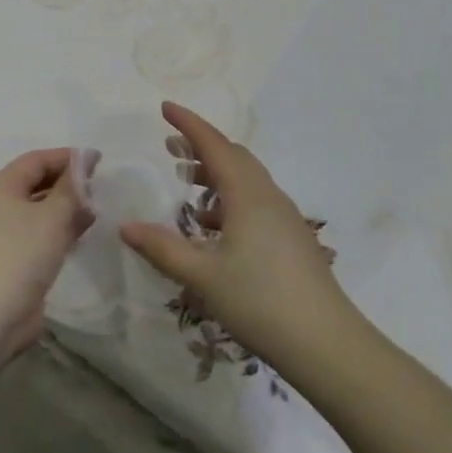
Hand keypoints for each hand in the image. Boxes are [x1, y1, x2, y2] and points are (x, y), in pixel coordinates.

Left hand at [0, 149, 92, 363]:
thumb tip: (83, 160)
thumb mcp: (52, 217)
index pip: (35, 160)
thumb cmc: (19, 256)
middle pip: (35, 184)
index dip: (66, 157)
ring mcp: (2, 236)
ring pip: (38, 212)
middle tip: (99, 185)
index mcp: (0, 187)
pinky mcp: (11, 262)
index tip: (98, 160)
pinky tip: (81, 235)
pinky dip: (59, 231)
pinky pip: (38, 236)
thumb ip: (71, 188)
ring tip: (96, 209)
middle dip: (67, 183)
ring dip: (65, 209)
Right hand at [121, 102, 361, 376]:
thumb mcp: (202, 275)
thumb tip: (125, 226)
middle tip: (171, 144)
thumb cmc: (260, 301)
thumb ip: (162, 248)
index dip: (189, 124)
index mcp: (247, 194)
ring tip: (188, 181)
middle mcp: (268, 197)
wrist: (326, 344)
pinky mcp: (292, 239)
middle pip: (234, 157)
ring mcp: (284, 218)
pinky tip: (214, 225)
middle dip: (201, 145)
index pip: (214, 145)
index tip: (165, 107)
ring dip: (216, 172)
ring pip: (247, 179)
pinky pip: (255, 201)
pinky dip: (229, 197)